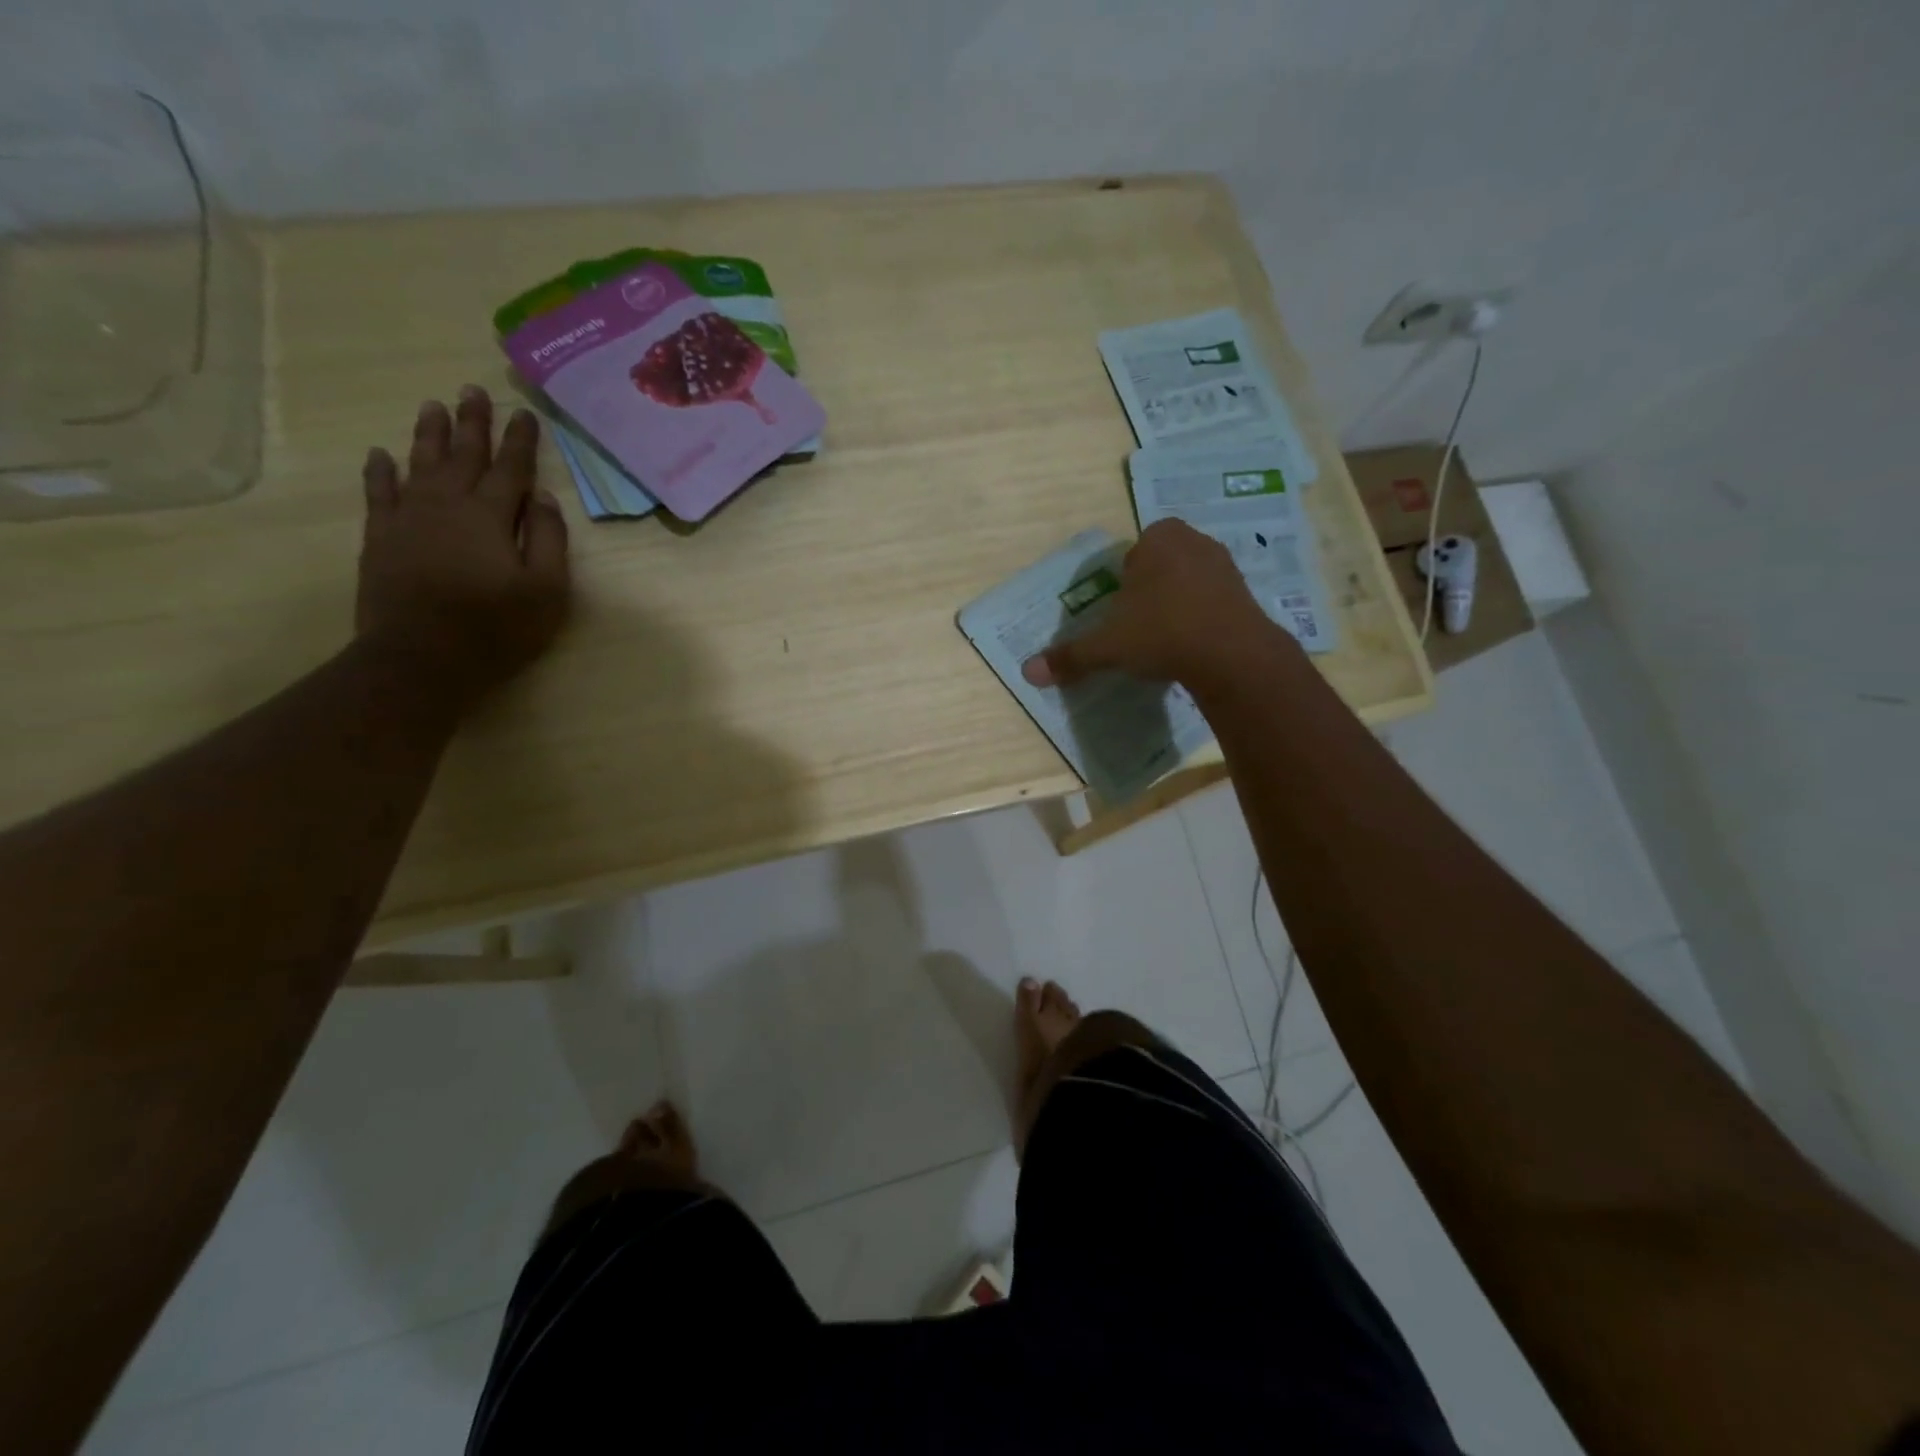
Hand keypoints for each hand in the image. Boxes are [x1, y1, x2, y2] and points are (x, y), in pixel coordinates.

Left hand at [356, 387, 570, 712]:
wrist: (421, 657)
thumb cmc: (496, 627)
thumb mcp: (546, 589)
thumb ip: (548, 539)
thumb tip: (542, 497)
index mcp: (490, 516)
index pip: (511, 469)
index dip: (520, 440)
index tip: (524, 413)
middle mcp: (447, 505)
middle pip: (463, 455)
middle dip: (472, 423)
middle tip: (473, 390)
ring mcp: (409, 519)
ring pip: (420, 464)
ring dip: (429, 434)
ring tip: (433, 406)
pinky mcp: (381, 538)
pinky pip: (379, 494)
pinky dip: (380, 472)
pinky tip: (381, 455)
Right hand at [1020, 519, 1291, 691]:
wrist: (1232, 655)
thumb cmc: (1161, 633)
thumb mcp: (1107, 646)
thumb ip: (1070, 656)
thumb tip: (1028, 672)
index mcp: (1158, 538)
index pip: (1132, 555)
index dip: (1124, 584)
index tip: (1122, 614)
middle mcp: (1194, 541)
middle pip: (1161, 565)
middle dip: (1151, 591)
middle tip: (1142, 627)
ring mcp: (1225, 564)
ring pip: (1189, 581)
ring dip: (1178, 604)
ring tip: (1168, 639)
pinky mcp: (1247, 591)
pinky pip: (1214, 600)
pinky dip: (1203, 618)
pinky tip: (1195, 645)